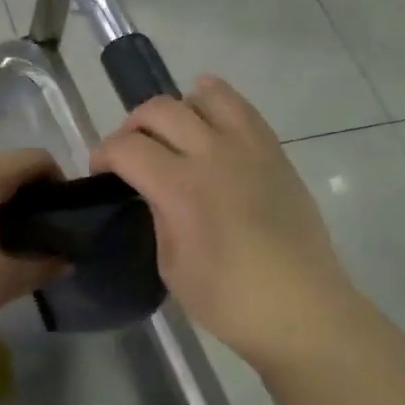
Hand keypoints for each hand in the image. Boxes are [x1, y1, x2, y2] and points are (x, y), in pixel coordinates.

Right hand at [91, 76, 356, 366]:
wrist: (302, 310)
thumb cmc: (229, 301)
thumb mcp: (171, 265)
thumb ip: (158, 215)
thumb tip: (155, 191)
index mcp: (181, 188)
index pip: (127, 147)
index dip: (103, 154)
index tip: (101, 172)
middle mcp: (214, 154)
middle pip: (159, 109)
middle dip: (133, 127)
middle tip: (132, 154)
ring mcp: (250, 148)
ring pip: (207, 93)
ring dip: (180, 109)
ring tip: (177, 138)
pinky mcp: (276, 152)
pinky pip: (242, 109)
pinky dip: (217, 109)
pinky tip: (212, 137)